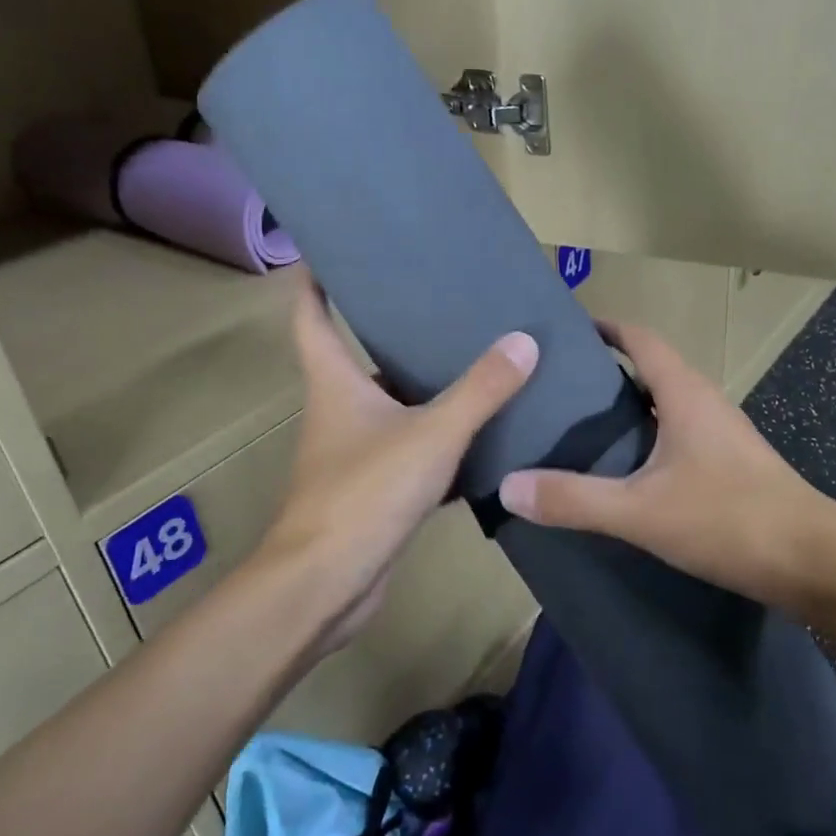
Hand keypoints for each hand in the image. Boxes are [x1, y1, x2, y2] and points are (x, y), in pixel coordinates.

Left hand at [257, 270, 537, 654]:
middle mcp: (339, 410)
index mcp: (335, 382)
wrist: (328, 584)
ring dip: (425, 388)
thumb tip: (524, 340)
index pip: (311, 315)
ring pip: (393, 406)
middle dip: (394, 330)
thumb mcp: (433, 434)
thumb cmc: (366, 493)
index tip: (335, 250)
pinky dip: (441, 439)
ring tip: (476, 360)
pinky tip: (481, 434)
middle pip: (360, 357)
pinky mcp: (375, 489)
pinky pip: (412, 449)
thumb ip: (480, 389)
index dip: (316, 279)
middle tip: (445, 303)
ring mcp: (355, 452)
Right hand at [497, 321, 824, 608]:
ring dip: (626, 408)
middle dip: (604, 371)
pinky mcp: (729, 467)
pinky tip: (623, 472)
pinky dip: (645, 439)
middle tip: (555, 387)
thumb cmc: (729, 519)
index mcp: (684, 393)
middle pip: (650, 369)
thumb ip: (574, 499)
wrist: (815, 562)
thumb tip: (508, 487)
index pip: (640, 339)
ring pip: (664, 405)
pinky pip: (676, 436)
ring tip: (578, 428)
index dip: (604, 328)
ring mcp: (721, 435)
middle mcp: (704, 402)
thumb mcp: (640, 511)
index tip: (564, 331)